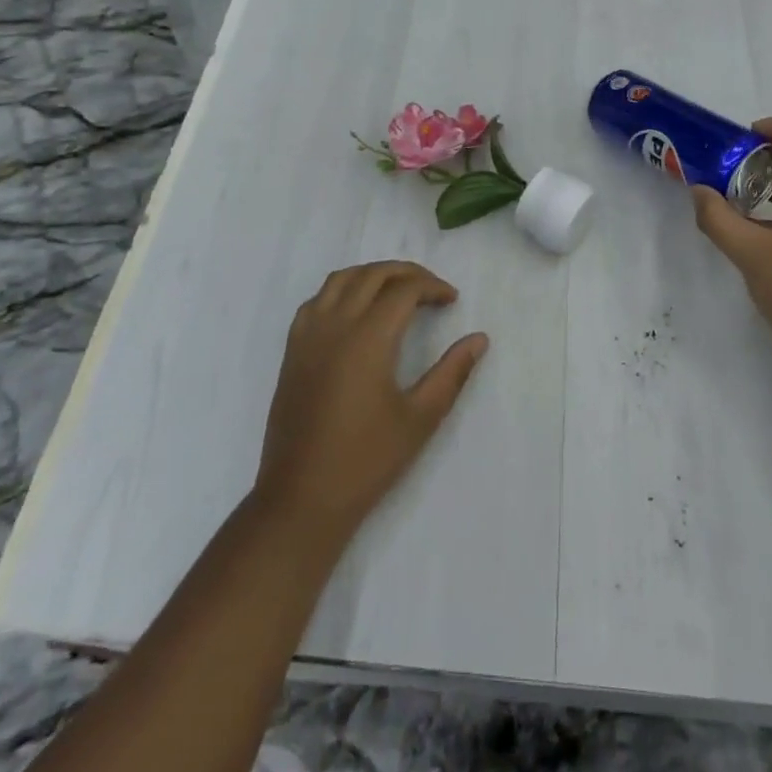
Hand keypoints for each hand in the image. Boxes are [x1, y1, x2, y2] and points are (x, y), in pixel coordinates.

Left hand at [254, 261, 488, 543]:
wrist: (302, 498)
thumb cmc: (366, 460)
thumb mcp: (420, 418)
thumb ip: (452, 373)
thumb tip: (479, 339)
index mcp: (368, 338)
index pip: (404, 290)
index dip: (433, 287)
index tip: (452, 300)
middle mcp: (335, 325)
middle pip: (373, 274)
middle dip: (406, 273)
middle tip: (431, 289)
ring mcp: (308, 335)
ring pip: (341, 279)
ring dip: (372, 274)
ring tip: (396, 290)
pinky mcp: (292, 351)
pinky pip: (316, 300)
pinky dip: (340, 290)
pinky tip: (354, 310)